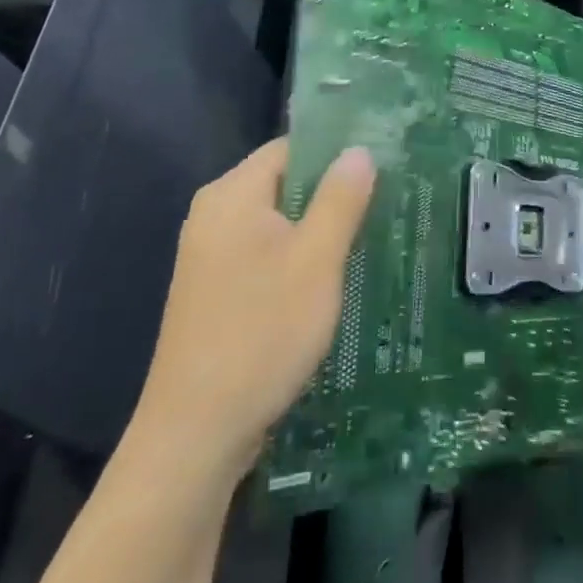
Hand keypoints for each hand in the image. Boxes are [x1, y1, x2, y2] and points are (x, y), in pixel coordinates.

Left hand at [131, 139, 375, 478]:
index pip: (291, 148)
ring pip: (278, 224)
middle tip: (387, 203)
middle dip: (333, 194)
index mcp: (232, 195)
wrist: (195, 434)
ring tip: (371, 237)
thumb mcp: (316, 261)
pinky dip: (298, 259)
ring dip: (319, 230)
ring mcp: (210, 257)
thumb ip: (340, 199)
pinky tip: (333, 280)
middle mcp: (214, 216)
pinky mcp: (215, 293)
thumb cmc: (261, 333)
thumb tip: (359, 150)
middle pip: (284, 184)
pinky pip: (265, 256)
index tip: (384, 165)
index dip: (337, 152)